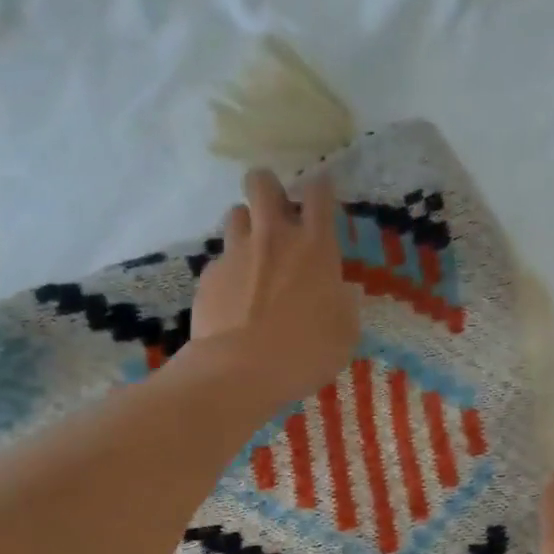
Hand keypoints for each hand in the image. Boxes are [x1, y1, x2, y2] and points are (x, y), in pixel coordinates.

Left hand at [186, 168, 360, 407]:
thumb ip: (344, 305)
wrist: (240, 371)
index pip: (319, 193)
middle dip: (268, 187)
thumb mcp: (344, 334)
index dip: (320, 187)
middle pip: (262, 182)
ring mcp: (236, 253)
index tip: (320, 192)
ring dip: (246, 225)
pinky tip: (233, 297)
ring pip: (235, 213)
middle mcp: (273, 237)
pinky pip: (220, 259)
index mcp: (315, 247)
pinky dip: (229, 270)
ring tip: (252, 251)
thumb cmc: (305, 353)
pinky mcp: (209, 275)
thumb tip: (342, 293)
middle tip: (275, 210)